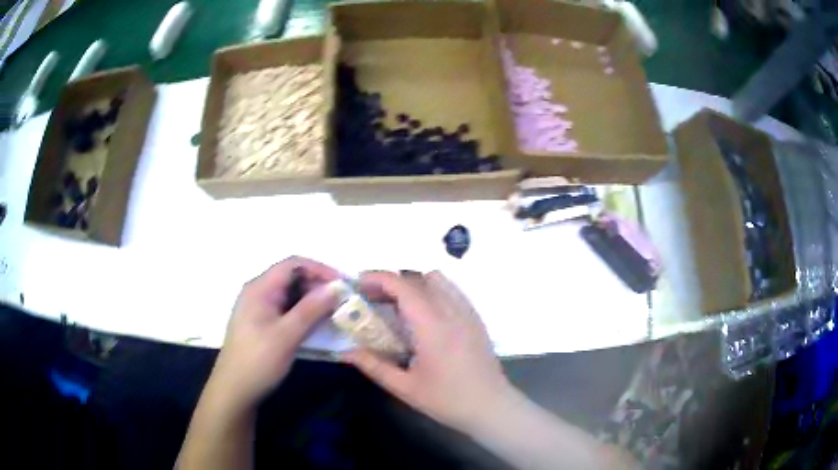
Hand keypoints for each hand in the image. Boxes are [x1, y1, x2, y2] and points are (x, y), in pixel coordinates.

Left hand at [207, 256, 340, 412]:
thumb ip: (311, 309)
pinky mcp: (263, 324)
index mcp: (260, 288)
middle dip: (318, 285)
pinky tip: (318, 324)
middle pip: (292, 277)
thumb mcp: (287, 335)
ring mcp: (259, 309)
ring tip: (335, 312)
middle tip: (342, 301)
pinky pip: (287, 310)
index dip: (320, 269)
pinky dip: (304, 313)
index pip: (293, 264)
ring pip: (291, 295)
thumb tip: (336, 287)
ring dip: (313, 300)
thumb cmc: (258, 361)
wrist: (235, 390)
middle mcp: (258, 293)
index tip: (343, 284)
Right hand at [343, 271, 516, 432]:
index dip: (378, 278)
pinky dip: (434, 291)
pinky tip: (425, 315)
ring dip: (414, 284)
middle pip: (418, 278)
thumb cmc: (447, 400)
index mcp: (432, 326)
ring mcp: (467, 312)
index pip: (402, 286)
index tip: (358, 284)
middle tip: (372, 299)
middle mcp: (451, 311)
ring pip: (439, 280)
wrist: (491, 407)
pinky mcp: (476, 319)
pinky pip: (453, 291)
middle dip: (391, 282)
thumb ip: (373, 366)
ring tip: (399, 306)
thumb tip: (344, 352)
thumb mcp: (405, 387)